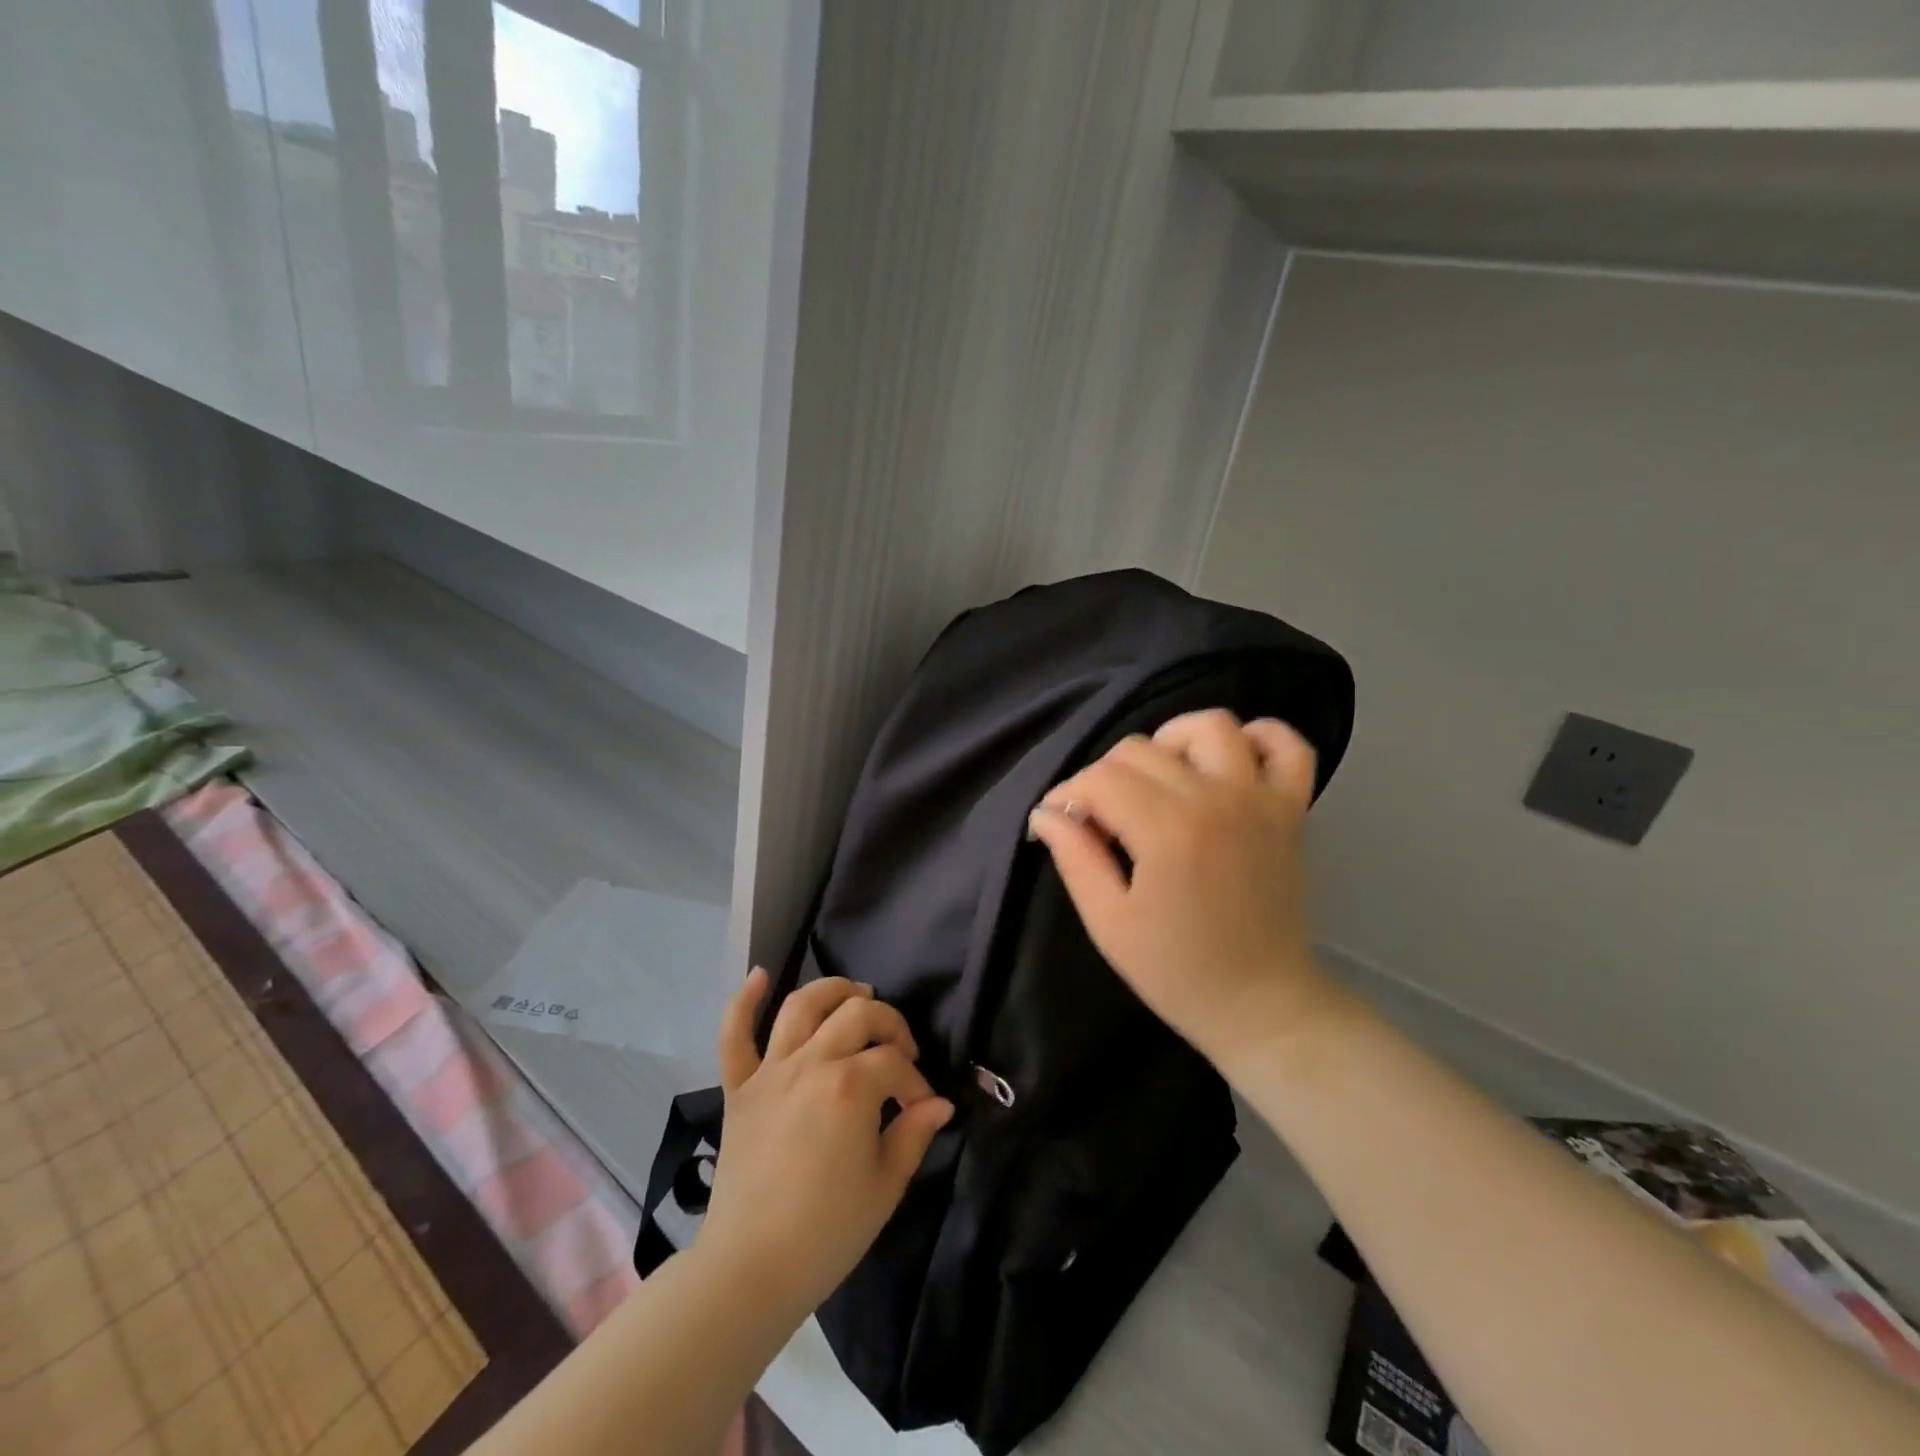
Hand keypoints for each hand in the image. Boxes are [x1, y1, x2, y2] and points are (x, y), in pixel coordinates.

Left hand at [695, 972, 953, 1318]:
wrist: (749, 1271)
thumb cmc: (827, 1233)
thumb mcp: (886, 1186)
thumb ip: (915, 1134)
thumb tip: (941, 1103)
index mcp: (850, 1087)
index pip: (895, 1063)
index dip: (915, 1082)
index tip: (921, 1108)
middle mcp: (811, 1064)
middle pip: (857, 1014)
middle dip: (888, 1024)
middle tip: (899, 1050)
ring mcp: (770, 1072)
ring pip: (802, 1006)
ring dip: (832, 990)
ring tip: (855, 993)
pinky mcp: (739, 1088)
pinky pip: (734, 1036)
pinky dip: (743, 1002)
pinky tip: (760, 975)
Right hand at [1026, 709, 1335, 1071]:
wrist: (1261, 1005)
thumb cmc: (1178, 971)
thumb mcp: (1109, 923)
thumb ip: (1075, 858)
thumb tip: (1046, 813)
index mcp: (1167, 831)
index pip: (1101, 779)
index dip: (1068, 793)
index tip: (1058, 821)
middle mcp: (1215, 799)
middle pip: (1142, 749)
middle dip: (1105, 775)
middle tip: (1100, 818)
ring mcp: (1260, 800)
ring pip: (1211, 726)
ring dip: (1172, 741)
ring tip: (1158, 780)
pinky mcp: (1291, 810)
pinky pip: (1288, 746)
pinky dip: (1259, 738)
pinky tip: (1228, 762)